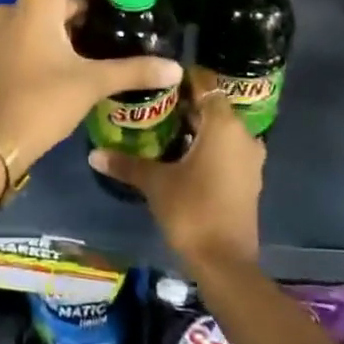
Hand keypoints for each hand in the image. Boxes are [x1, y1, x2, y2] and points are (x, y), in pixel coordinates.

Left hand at [0, 0, 182, 165]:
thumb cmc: (46, 100)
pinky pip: (20, 32)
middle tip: (105, 35)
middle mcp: (14, 7)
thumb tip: (175, 69)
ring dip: (60, 25)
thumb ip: (135, 70)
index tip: (106, 7)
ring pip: (36, 14)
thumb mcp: (94, 82)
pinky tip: (58, 66)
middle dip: (79, 9)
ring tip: (85, 53)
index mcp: (38, 2)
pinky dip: (40, 39)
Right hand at [89, 68, 262, 271]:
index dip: (183, 80)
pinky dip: (208, 147)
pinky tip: (181, 155)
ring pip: (221, 130)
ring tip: (162, 128)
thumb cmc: (192, 211)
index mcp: (224, 125)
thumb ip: (126, 164)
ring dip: (197, 128)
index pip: (206, 85)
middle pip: (213, 107)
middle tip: (152, 104)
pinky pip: (227, 150)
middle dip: (185, 105)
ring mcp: (250, 160)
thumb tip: (93, 154)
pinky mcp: (249, 180)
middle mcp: (243, 135)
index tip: (158, 80)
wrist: (225, 263)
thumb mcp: (155, 184)